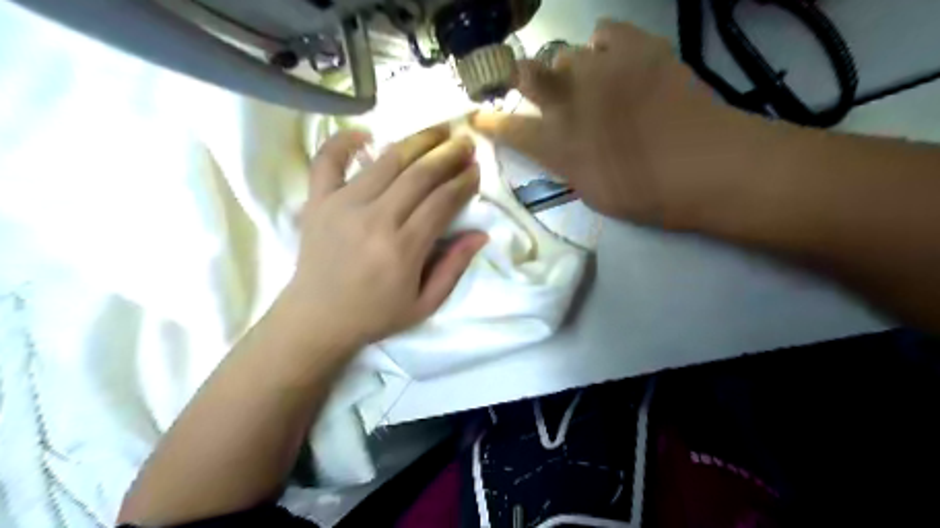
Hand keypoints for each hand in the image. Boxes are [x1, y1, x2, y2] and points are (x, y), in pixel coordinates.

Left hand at [279, 125, 488, 349]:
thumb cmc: (375, 314)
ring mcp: (342, 205)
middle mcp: (374, 219)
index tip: (476, 170)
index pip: (441, 201)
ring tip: (437, 132)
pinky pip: (327, 160)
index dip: (463, 182)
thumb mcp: (424, 304)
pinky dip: (343, 140)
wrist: (317, 319)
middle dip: (448, 155)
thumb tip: (481, 234)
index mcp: (403, 249)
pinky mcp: (317, 201)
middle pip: (419, 175)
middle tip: (465, 142)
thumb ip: (454, 268)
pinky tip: (365, 133)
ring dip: (416, 141)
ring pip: (386, 161)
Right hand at [473, 18, 759, 227]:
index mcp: (559, 145)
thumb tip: (557, 145)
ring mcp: (602, 71)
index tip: (478, 117)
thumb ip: (566, 163)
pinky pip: (605, 31)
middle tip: (538, 87)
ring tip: (593, 82)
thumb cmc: (646, 194)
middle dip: (525, 78)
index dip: (490, 123)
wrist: (707, 166)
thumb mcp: (591, 191)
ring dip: (572, 70)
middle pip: (529, 74)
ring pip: (567, 53)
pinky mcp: (637, 49)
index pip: (510, 130)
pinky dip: (605, 45)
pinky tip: (617, 61)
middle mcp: (571, 102)